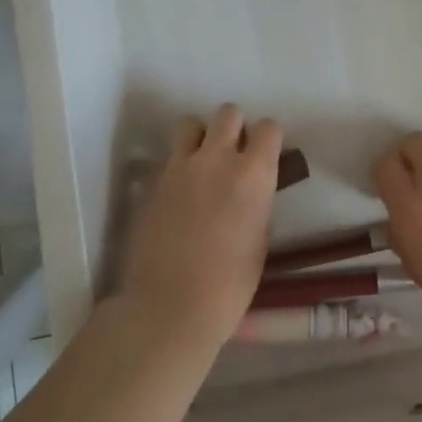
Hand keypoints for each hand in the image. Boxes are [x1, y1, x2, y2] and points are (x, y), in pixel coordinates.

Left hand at [118, 104, 283, 353]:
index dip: (269, 139)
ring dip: (200, 137)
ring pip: (190, 124)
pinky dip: (176, 166)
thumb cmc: (229, 286)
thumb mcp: (260, 241)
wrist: (168, 308)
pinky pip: (168, 158)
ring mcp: (179, 167)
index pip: (268, 127)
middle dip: (234, 128)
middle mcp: (217, 159)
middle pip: (228, 113)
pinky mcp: (151, 182)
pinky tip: (178, 194)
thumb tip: (252, 191)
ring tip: (201, 163)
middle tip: (233, 155)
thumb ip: (258, 203)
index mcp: (253, 174)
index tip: (266, 155)